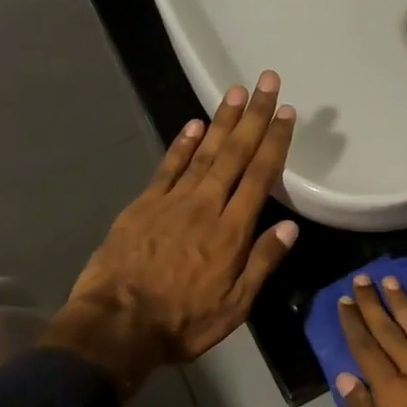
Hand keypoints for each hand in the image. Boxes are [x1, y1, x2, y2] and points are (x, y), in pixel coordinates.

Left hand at [43, 71, 297, 393]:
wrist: (117, 325)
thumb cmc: (183, 321)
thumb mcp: (235, 305)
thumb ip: (262, 262)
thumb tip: (290, 227)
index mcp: (232, 231)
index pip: (260, 176)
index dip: (275, 142)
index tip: (286, 112)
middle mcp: (206, 206)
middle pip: (235, 153)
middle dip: (253, 116)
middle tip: (266, 81)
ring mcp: (172, 201)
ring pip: (204, 152)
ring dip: (222, 120)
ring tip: (236, 91)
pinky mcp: (144, 204)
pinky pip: (168, 167)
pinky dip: (183, 144)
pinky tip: (195, 124)